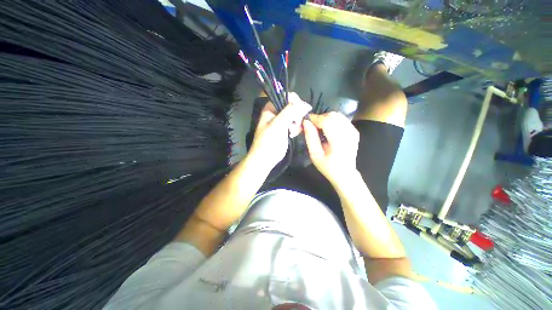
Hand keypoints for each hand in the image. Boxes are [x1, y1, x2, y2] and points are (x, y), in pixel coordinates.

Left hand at [249, 93, 311, 168]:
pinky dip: (296, 128)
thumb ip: (290, 111)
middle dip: (297, 114)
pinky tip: (293, 134)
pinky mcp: (285, 130)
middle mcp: (276, 113)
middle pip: (292, 106)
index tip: (302, 110)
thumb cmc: (269, 141)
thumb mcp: (279, 124)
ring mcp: (281, 121)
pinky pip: (295, 124)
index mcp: (271, 108)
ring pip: (295, 116)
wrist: (265, 159)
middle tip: (296, 123)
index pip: (286, 96)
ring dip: (297, 123)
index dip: (295, 101)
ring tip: (293, 131)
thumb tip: (305, 104)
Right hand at [303, 112, 359, 184]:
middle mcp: (349, 133)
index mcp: (339, 142)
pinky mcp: (354, 131)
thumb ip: (310, 137)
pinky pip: (341, 119)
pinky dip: (332, 121)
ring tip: (319, 128)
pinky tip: (328, 130)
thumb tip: (306, 122)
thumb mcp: (315, 154)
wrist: (345, 173)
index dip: (315, 118)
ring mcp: (353, 131)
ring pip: (337, 115)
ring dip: (325, 118)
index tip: (306, 121)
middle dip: (320, 118)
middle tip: (312, 126)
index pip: (327, 122)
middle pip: (332, 116)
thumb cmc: (327, 166)